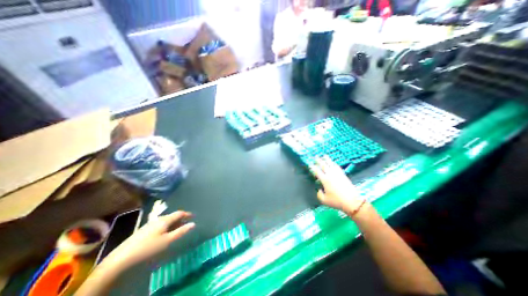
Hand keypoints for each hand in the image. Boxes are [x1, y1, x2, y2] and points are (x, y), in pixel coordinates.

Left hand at [103, 210, 192, 270]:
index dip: (187, 214)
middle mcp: (158, 219)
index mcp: (164, 220)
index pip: (179, 213)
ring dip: (174, 223)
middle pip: (172, 216)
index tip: (193, 216)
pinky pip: (160, 224)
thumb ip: (181, 231)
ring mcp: (150, 224)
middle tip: (187, 223)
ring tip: (178, 228)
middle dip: (180, 219)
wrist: (121, 258)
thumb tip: (193, 224)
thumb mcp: (167, 240)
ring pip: (166, 220)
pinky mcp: (144, 230)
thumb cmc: (148, 247)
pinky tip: (165, 233)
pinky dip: (167, 226)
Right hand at [311, 157, 364, 215]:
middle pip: (324, 165)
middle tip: (316, 157)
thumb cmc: (337, 201)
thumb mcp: (324, 200)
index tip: (310, 164)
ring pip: (331, 164)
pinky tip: (333, 163)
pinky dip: (334, 164)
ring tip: (324, 155)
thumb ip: (319, 194)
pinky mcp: (343, 175)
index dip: (313, 167)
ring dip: (327, 159)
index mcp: (325, 180)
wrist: (352, 201)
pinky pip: (337, 167)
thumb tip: (319, 190)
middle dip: (319, 161)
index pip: (317, 171)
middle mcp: (330, 175)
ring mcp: (337, 174)